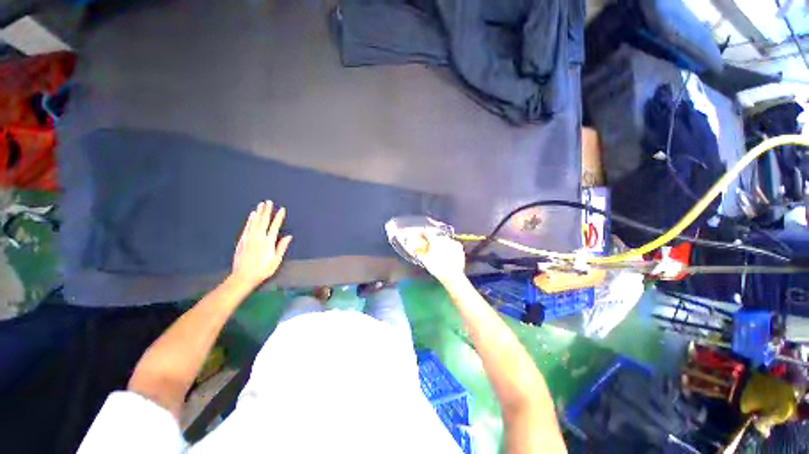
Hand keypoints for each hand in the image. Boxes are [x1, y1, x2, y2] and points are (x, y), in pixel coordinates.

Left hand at [231, 200, 292, 288]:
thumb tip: (288, 236)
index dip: (279, 217)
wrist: (243, 277)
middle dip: (267, 211)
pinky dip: (250, 220)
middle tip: (268, 202)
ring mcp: (249, 238)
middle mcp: (258, 238)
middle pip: (263, 221)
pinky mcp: (242, 241)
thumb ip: (282, 247)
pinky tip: (252, 215)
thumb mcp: (276, 260)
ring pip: (254, 222)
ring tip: (261, 205)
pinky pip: (247, 227)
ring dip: (258, 213)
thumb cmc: (262, 270)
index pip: (275, 226)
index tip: (282, 209)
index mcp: (268, 242)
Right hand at [403, 232, 465, 283]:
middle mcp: (444, 239)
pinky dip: (448, 247)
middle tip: (429, 246)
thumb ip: (418, 253)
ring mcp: (453, 242)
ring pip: (444, 240)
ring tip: (439, 251)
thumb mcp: (425, 261)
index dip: (422, 233)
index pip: (427, 232)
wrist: (453, 276)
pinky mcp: (459, 247)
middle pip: (436, 236)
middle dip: (432, 240)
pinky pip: (452, 244)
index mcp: (435, 241)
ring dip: (441, 243)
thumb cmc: (437, 268)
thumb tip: (414, 249)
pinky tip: (447, 253)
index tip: (420, 235)